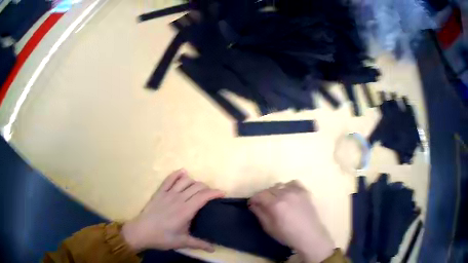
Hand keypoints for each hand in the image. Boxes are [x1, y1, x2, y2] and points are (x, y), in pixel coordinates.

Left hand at [122, 169, 223, 251]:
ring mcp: (168, 193)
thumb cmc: (163, 237)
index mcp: (186, 210)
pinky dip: (177, 174)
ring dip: (194, 181)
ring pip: (185, 180)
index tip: (222, 193)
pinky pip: (169, 179)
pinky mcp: (159, 192)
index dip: (214, 192)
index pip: (203, 196)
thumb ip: (199, 244)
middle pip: (196, 186)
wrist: (142, 231)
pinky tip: (183, 173)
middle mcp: (178, 198)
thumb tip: (213, 250)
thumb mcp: (182, 242)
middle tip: (210, 195)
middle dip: (207, 188)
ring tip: (198, 187)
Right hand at [249, 180, 334, 262]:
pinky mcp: (305, 192)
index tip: (252, 204)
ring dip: (275, 191)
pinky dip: (288, 186)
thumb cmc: (287, 235)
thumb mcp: (269, 228)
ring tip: (276, 199)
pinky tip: (288, 194)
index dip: (254, 199)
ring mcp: (297, 192)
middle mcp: (285, 194)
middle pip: (269, 189)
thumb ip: (260, 214)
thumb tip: (253, 205)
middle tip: (263, 204)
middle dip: (263, 196)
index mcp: (276, 204)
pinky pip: (293, 183)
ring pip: (280, 185)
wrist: (309, 235)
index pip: (260, 195)